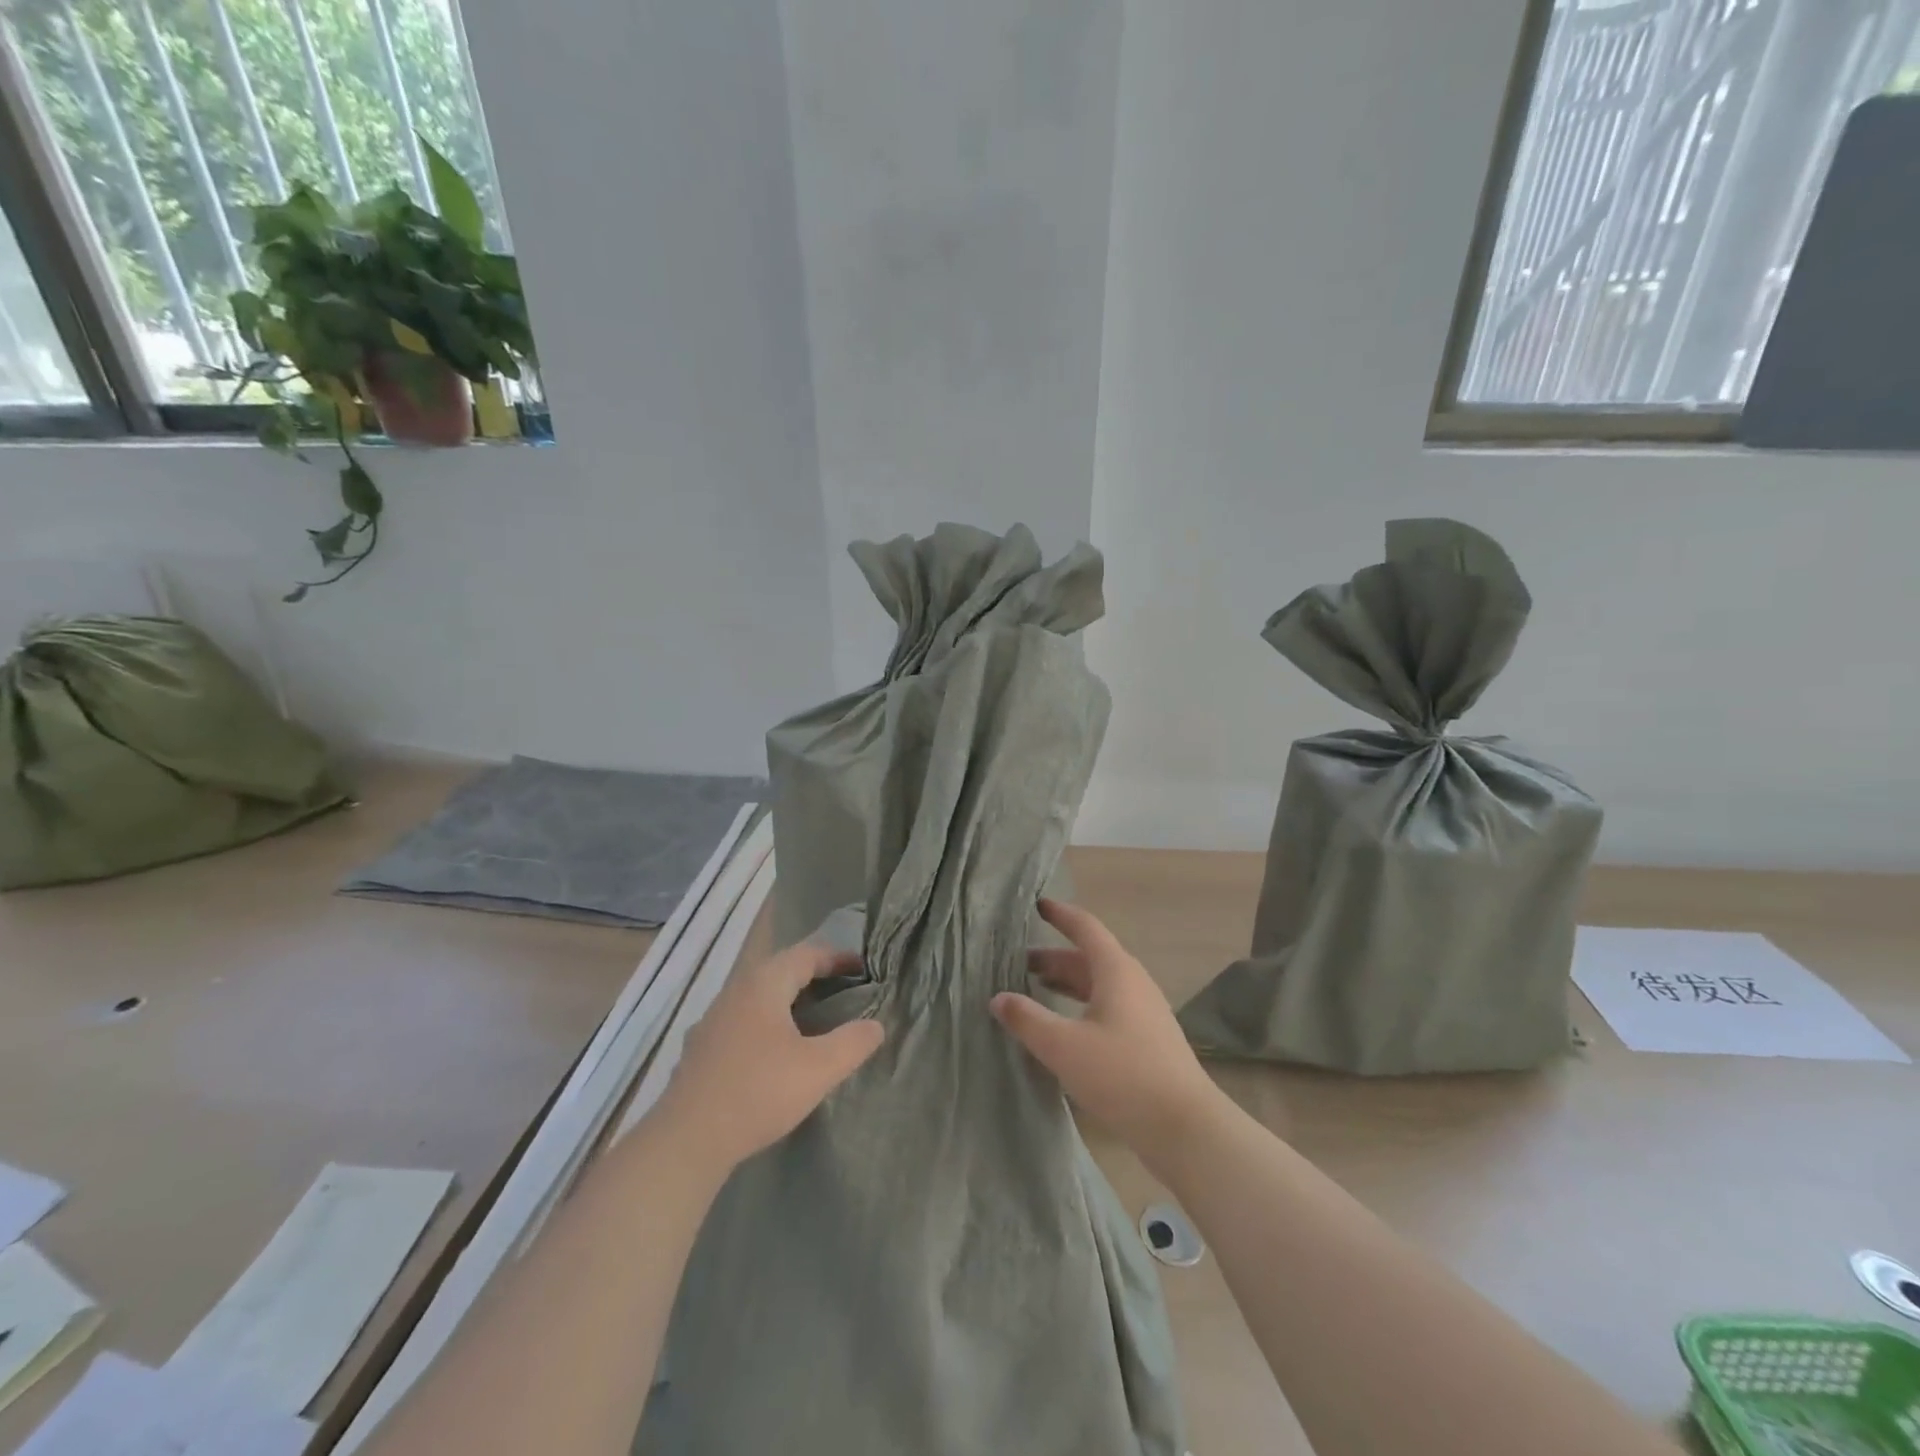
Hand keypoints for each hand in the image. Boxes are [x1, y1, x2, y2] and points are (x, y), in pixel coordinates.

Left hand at [658, 942, 884, 1172]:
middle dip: (815, 975)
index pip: (806, 953)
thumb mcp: (818, 1069)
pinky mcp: (701, 1048)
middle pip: (781, 969)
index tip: (864, 968)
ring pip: (760, 995)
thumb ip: (853, 1043)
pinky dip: (768, 1021)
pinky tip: (776, 1050)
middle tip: (845, 990)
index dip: (837, 957)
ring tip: (815, 1018)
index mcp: (763, 984)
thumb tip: (875, 1026)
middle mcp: (735, 991)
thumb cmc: (758, 1092)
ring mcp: (713, 1019)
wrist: (686, 1141)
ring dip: (790, 998)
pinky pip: (744, 1019)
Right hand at [991, 899, 1224, 1167]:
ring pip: (1097, 984)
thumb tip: (998, 998)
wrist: (1185, 1127)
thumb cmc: (1122, 1075)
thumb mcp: (1064, 1046)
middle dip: (1053, 957)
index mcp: (1116, 971)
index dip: (1060, 915)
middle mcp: (1132, 983)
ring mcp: (1143, 1012)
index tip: (1037, 905)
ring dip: (1066, 982)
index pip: (1085, 928)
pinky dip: (1079, 1005)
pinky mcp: (1146, 1039)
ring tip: (1034, 989)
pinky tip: (1062, 1028)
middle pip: (1088, 958)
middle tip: (1017, 963)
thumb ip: (1027, 1019)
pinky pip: (1106, 1007)